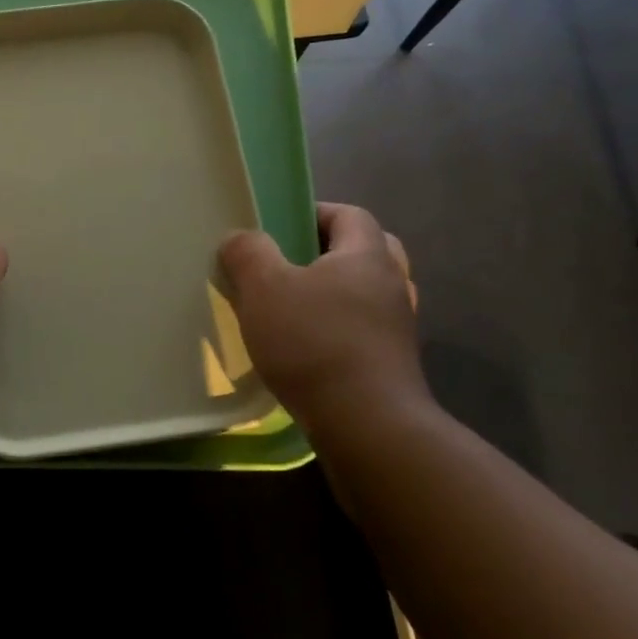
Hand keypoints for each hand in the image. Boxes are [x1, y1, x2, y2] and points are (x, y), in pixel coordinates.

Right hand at [218, 203, 431, 439]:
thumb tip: (240, 238)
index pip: (350, 214)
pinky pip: (365, 330)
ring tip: (295, 307)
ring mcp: (397, 328)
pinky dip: (340, 329)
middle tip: (291, 264)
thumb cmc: (314, 343)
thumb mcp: (264, 289)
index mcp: (367, 256)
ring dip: (336, 293)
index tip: (278, 228)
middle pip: (368, 251)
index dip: (314, 212)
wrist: (367, 425)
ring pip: (367, 293)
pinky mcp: (392, 364)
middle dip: (329, 252)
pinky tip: (307, 348)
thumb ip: (248, 253)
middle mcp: (392, 285)